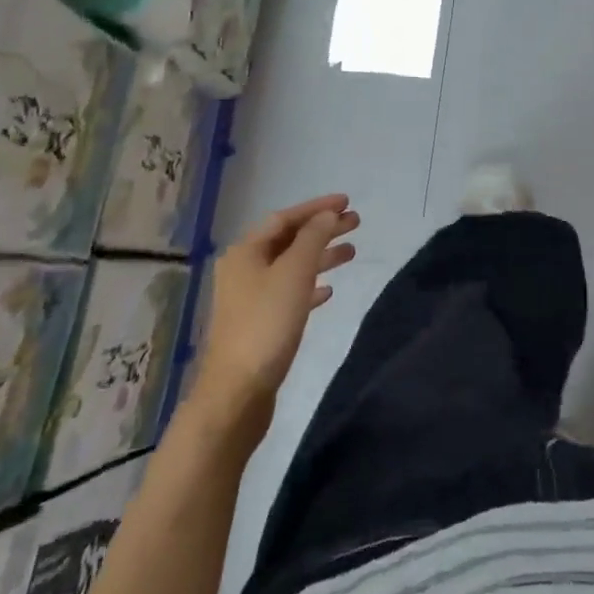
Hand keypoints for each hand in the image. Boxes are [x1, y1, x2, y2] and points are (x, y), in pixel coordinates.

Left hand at [190, 194, 359, 441]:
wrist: (237, 392)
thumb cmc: (266, 324)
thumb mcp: (294, 273)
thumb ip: (313, 239)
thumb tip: (327, 215)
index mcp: (246, 252)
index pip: (285, 218)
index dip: (317, 208)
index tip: (348, 202)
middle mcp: (244, 269)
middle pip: (288, 240)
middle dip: (322, 230)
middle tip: (356, 223)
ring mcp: (249, 298)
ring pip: (291, 266)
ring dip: (320, 257)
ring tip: (352, 253)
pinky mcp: (259, 324)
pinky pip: (289, 293)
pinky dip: (310, 286)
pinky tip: (329, 291)